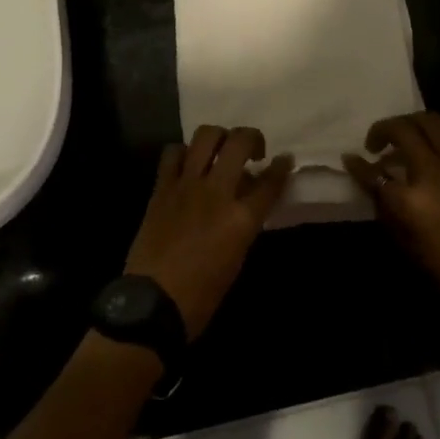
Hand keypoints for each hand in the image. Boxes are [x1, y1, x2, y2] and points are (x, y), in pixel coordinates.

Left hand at [124, 126, 292, 339]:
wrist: (153, 303)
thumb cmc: (202, 294)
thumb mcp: (237, 257)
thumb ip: (245, 221)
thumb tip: (247, 195)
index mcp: (241, 218)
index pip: (270, 182)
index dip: (282, 167)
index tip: (285, 159)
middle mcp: (216, 192)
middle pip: (239, 143)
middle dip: (252, 138)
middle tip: (253, 151)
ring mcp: (187, 185)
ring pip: (206, 136)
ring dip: (219, 137)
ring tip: (221, 150)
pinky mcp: (162, 186)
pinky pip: (173, 152)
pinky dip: (184, 152)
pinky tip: (188, 164)